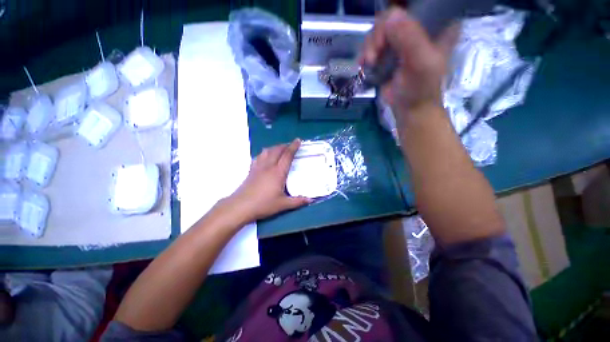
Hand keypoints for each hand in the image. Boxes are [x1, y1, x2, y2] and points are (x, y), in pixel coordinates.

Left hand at [228, 139, 310, 222]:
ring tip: (279, 148)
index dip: (293, 147)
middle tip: (290, 145)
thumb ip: (298, 201)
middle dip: (284, 145)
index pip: (287, 155)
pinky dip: (264, 153)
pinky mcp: (251, 170)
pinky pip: (258, 157)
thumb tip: (311, 200)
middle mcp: (268, 166)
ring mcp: (258, 167)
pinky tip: (265, 156)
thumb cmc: (263, 204)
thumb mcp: (283, 204)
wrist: (241, 206)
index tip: (298, 140)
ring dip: (274, 147)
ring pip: (267, 151)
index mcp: (278, 172)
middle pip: (277, 150)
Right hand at [360, 7, 458, 115]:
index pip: (418, 4)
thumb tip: (391, 15)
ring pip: (380, 29)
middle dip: (380, 32)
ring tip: (370, 62)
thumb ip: (409, 39)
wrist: (409, 109)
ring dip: (371, 45)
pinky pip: (373, 43)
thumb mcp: (420, 63)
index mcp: (438, 23)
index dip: (399, 11)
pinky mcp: (388, 52)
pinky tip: (365, 63)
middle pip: (393, 14)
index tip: (388, 30)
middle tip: (377, 51)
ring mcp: (402, 40)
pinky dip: (366, 52)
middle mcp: (419, 27)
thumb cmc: (420, 89)